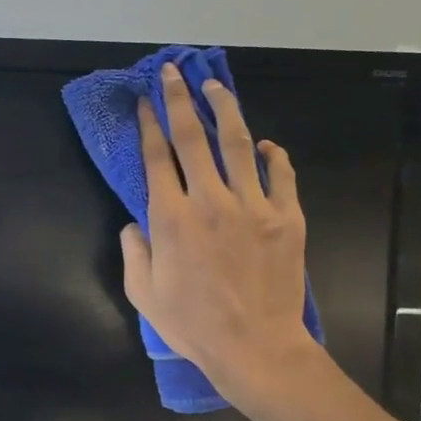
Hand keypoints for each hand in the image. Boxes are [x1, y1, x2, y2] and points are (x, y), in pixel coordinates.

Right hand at [120, 64, 319, 411]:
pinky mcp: (287, 217)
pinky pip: (281, 174)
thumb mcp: (143, 294)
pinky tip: (266, 144)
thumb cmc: (193, 325)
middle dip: (179, 99)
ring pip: (238, 143)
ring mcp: (253, 205)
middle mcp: (210, 200)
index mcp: (171, 217)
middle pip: (193, 137)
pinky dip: (273, 154)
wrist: (255, 347)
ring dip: (224, 110)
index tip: (144, 101)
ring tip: (215, 87)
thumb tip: (133, 223)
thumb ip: (133, 252)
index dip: (148, 124)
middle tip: (173, 73)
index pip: (157, 157)